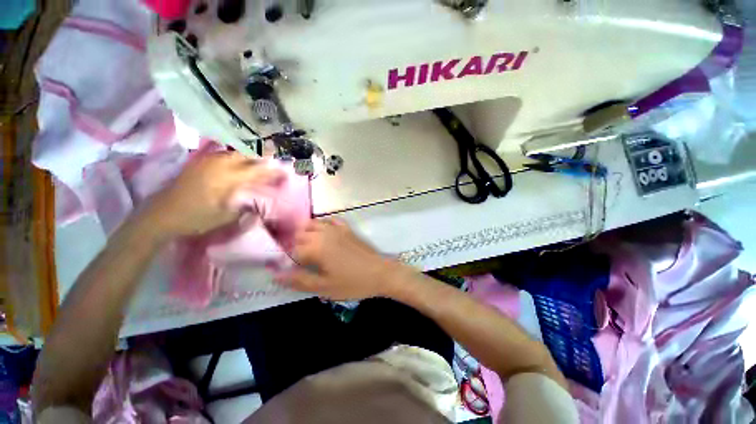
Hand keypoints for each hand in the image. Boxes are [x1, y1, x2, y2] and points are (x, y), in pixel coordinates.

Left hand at [145, 151, 284, 238]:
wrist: (161, 215)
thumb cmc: (195, 218)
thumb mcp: (226, 217)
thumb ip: (246, 207)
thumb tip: (260, 201)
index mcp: (226, 178)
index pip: (256, 170)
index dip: (272, 170)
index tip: (285, 170)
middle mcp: (218, 165)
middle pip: (246, 154)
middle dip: (262, 154)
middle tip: (276, 155)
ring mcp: (207, 162)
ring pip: (234, 152)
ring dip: (249, 153)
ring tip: (261, 156)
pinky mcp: (199, 163)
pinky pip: (223, 154)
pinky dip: (236, 155)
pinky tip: (239, 160)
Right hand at [275, 219, 404, 299]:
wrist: (380, 273)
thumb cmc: (353, 283)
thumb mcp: (324, 287)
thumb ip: (298, 280)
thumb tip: (275, 275)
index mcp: (315, 248)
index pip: (290, 250)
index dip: (285, 260)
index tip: (286, 269)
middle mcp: (323, 233)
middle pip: (299, 234)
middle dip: (293, 245)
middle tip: (296, 261)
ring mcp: (336, 228)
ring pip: (312, 224)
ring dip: (305, 233)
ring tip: (306, 247)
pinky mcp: (346, 228)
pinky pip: (330, 220)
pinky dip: (322, 224)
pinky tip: (323, 233)